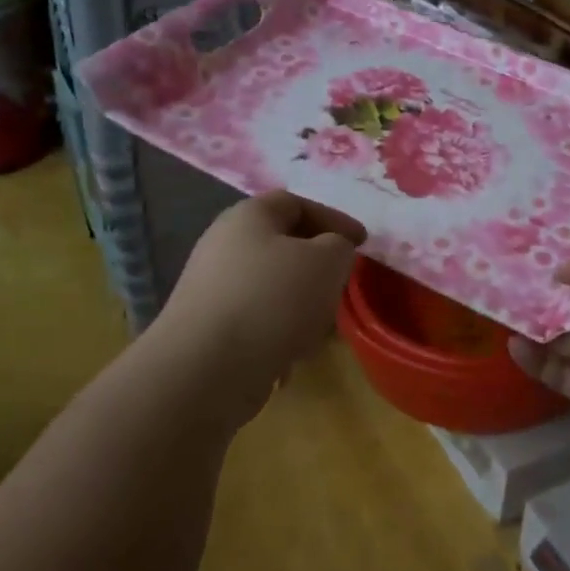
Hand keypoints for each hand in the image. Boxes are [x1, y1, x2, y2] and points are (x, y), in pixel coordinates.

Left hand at [156, 190, 365, 397]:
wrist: (207, 368)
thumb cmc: (273, 299)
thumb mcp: (327, 262)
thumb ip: (339, 247)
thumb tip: (330, 252)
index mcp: (248, 217)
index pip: (295, 202)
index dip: (333, 218)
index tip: (362, 243)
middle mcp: (223, 246)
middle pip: (281, 246)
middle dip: (317, 266)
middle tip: (341, 284)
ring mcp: (212, 289)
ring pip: (271, 287)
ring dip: (301, 304)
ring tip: (321, 329)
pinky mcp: (208, 329)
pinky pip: (255, 321)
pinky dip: (279, 333)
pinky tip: (291, 357)